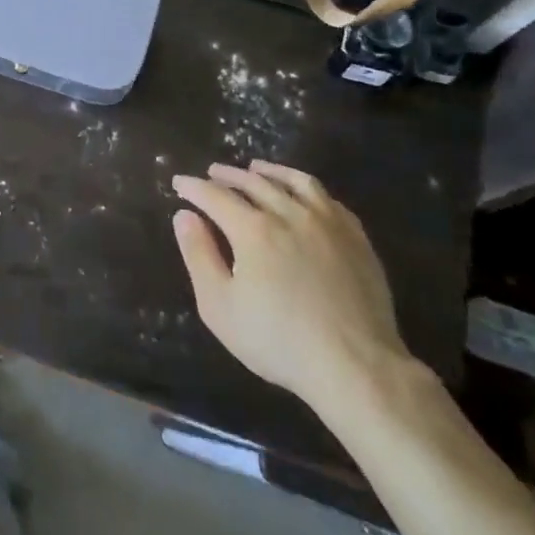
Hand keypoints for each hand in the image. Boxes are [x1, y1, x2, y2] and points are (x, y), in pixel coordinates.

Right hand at [172, 160, 414, 422]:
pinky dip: (306, 187)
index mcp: (253, 229)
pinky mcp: (356, 237)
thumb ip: (199, 255)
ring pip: (294, 181)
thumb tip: (184, 216)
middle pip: (253, 182)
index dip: (194, 187)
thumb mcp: (220, 305)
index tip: (179, 183)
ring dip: (269, 171)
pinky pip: (327, 198)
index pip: (215, 196)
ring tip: (256, 168)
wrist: (355, 366)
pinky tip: (302, 194)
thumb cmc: (278, 340)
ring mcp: (327, 223)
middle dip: (227, 175)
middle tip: (212, 172)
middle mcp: (289, 214)